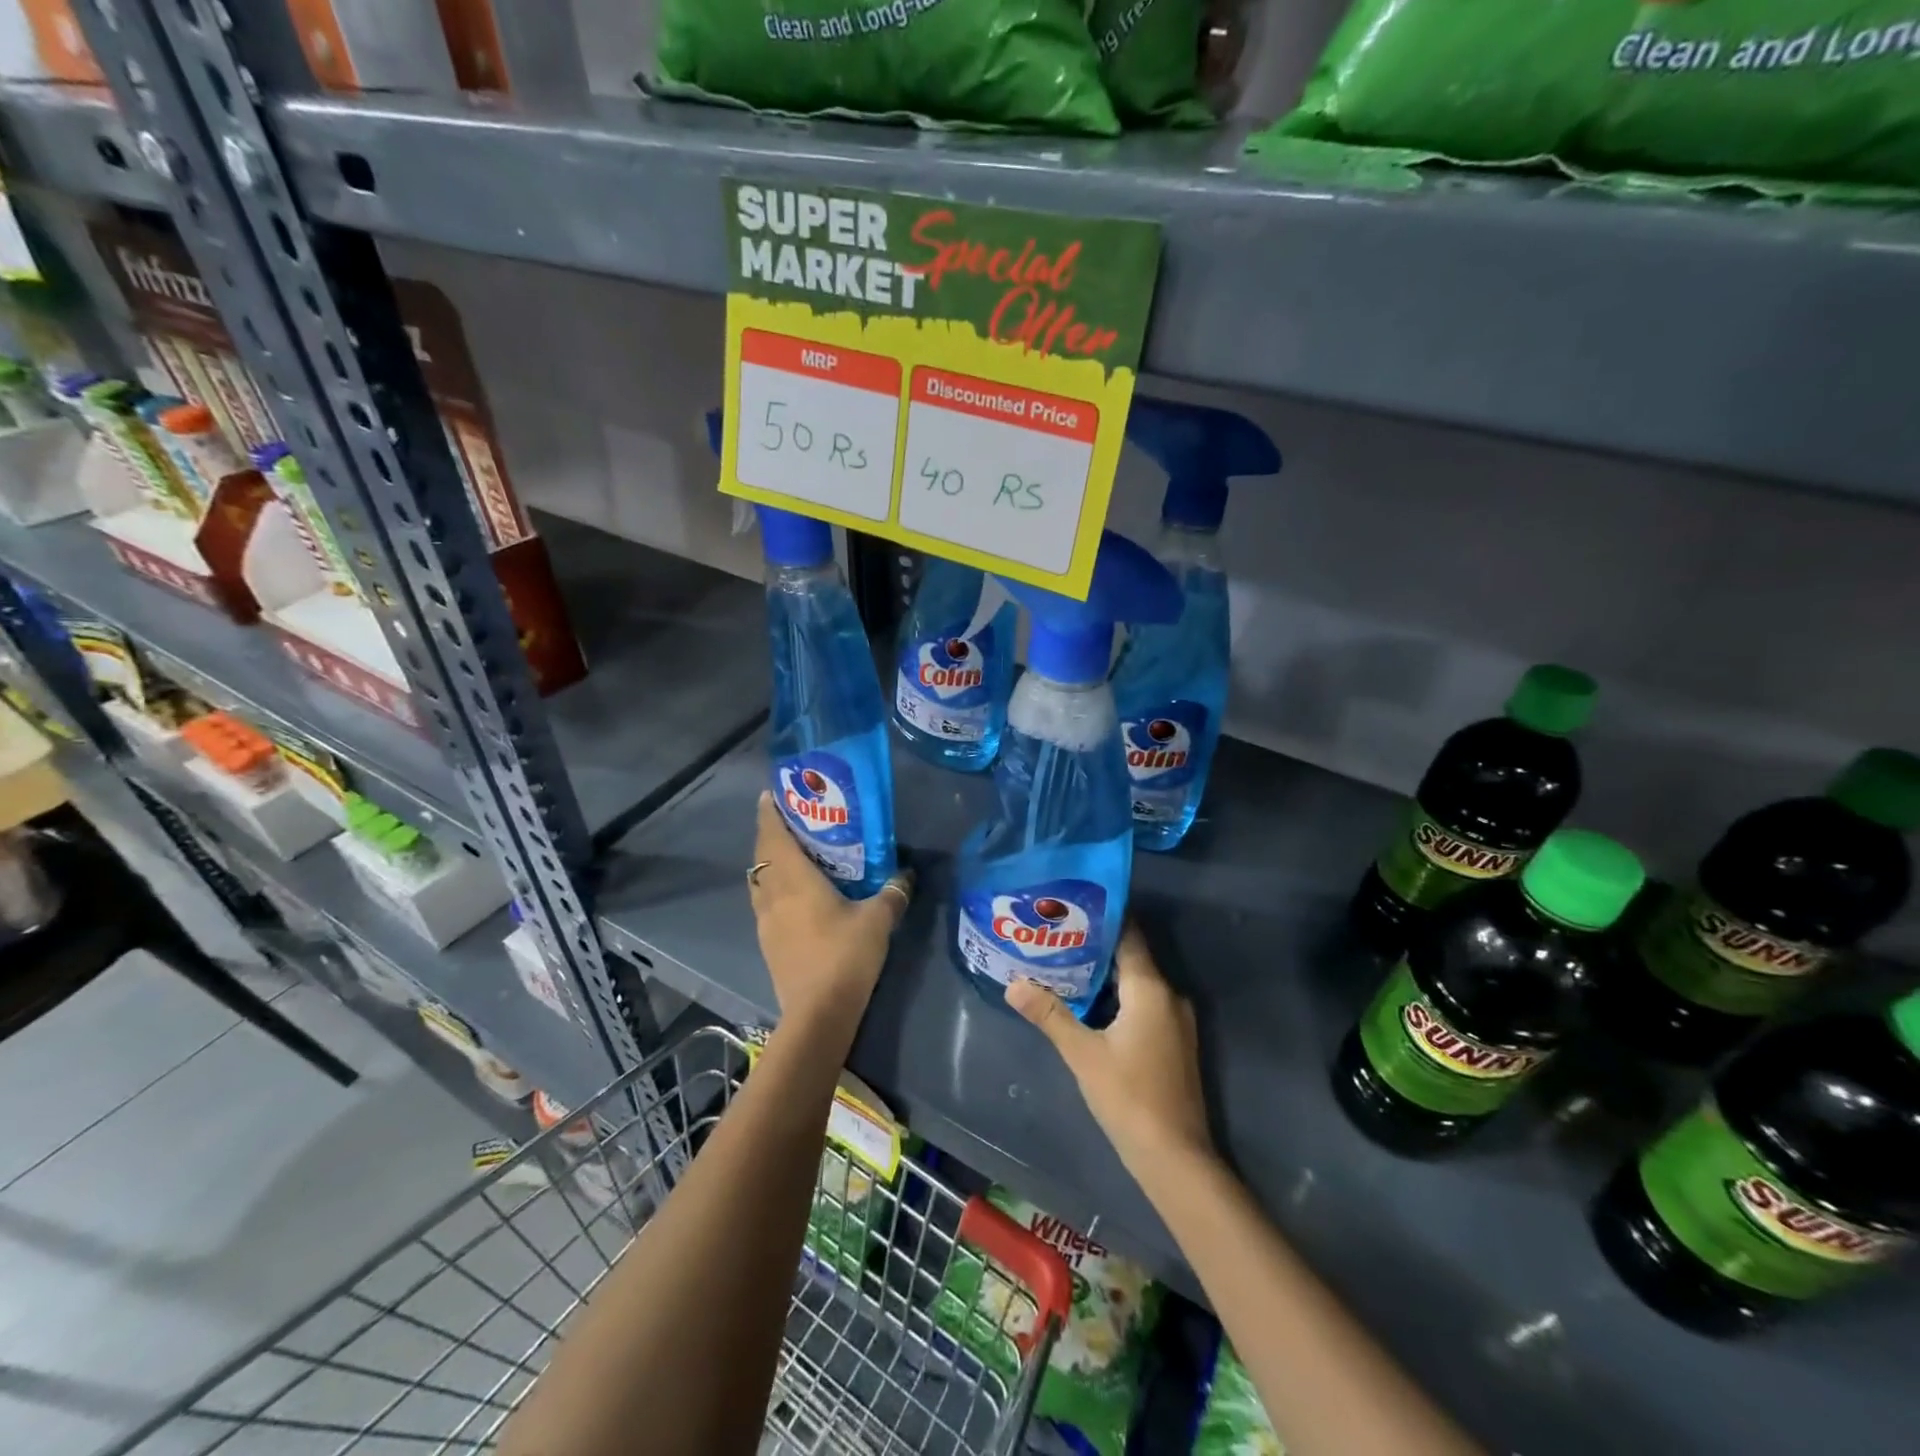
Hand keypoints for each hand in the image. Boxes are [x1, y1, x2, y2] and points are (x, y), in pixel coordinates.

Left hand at [748, 791, 911, 1029]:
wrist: (818, 1014)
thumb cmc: (845, 956)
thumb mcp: (878, 920)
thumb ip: (892, 893)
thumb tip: (906, 874)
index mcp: (794, 880)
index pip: (773, 836)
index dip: (769, 813)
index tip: (771, 794)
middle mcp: (773, 895)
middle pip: (762, 856)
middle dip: (771, 834)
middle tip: (790, 820)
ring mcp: (765, 921)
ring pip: (760, 880)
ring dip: (769, 863)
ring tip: (791, 854)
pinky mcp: (768, 943)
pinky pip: (764, 902)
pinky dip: (773, 888)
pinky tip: (794, 895)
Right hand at [1006, 923, 1213, 1172]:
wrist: (1176, 1157)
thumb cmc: (1129, 1097)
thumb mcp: (1083, 1054)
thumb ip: (1049, 1015)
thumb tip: (1013, 984)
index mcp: (1151, 989)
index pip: (1128, 935)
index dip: (1101, 918)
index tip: (1070, 906)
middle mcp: (1169, 995)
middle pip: (1130, 957)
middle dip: (1094, 946)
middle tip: (1056, 935)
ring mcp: (1175, 1020)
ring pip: (1136, 982)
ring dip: (1104, 974)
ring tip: (1064, 964)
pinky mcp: (1173, 1041)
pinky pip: (1143, 1003)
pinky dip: (1117, 997)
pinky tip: (1088, 1003)